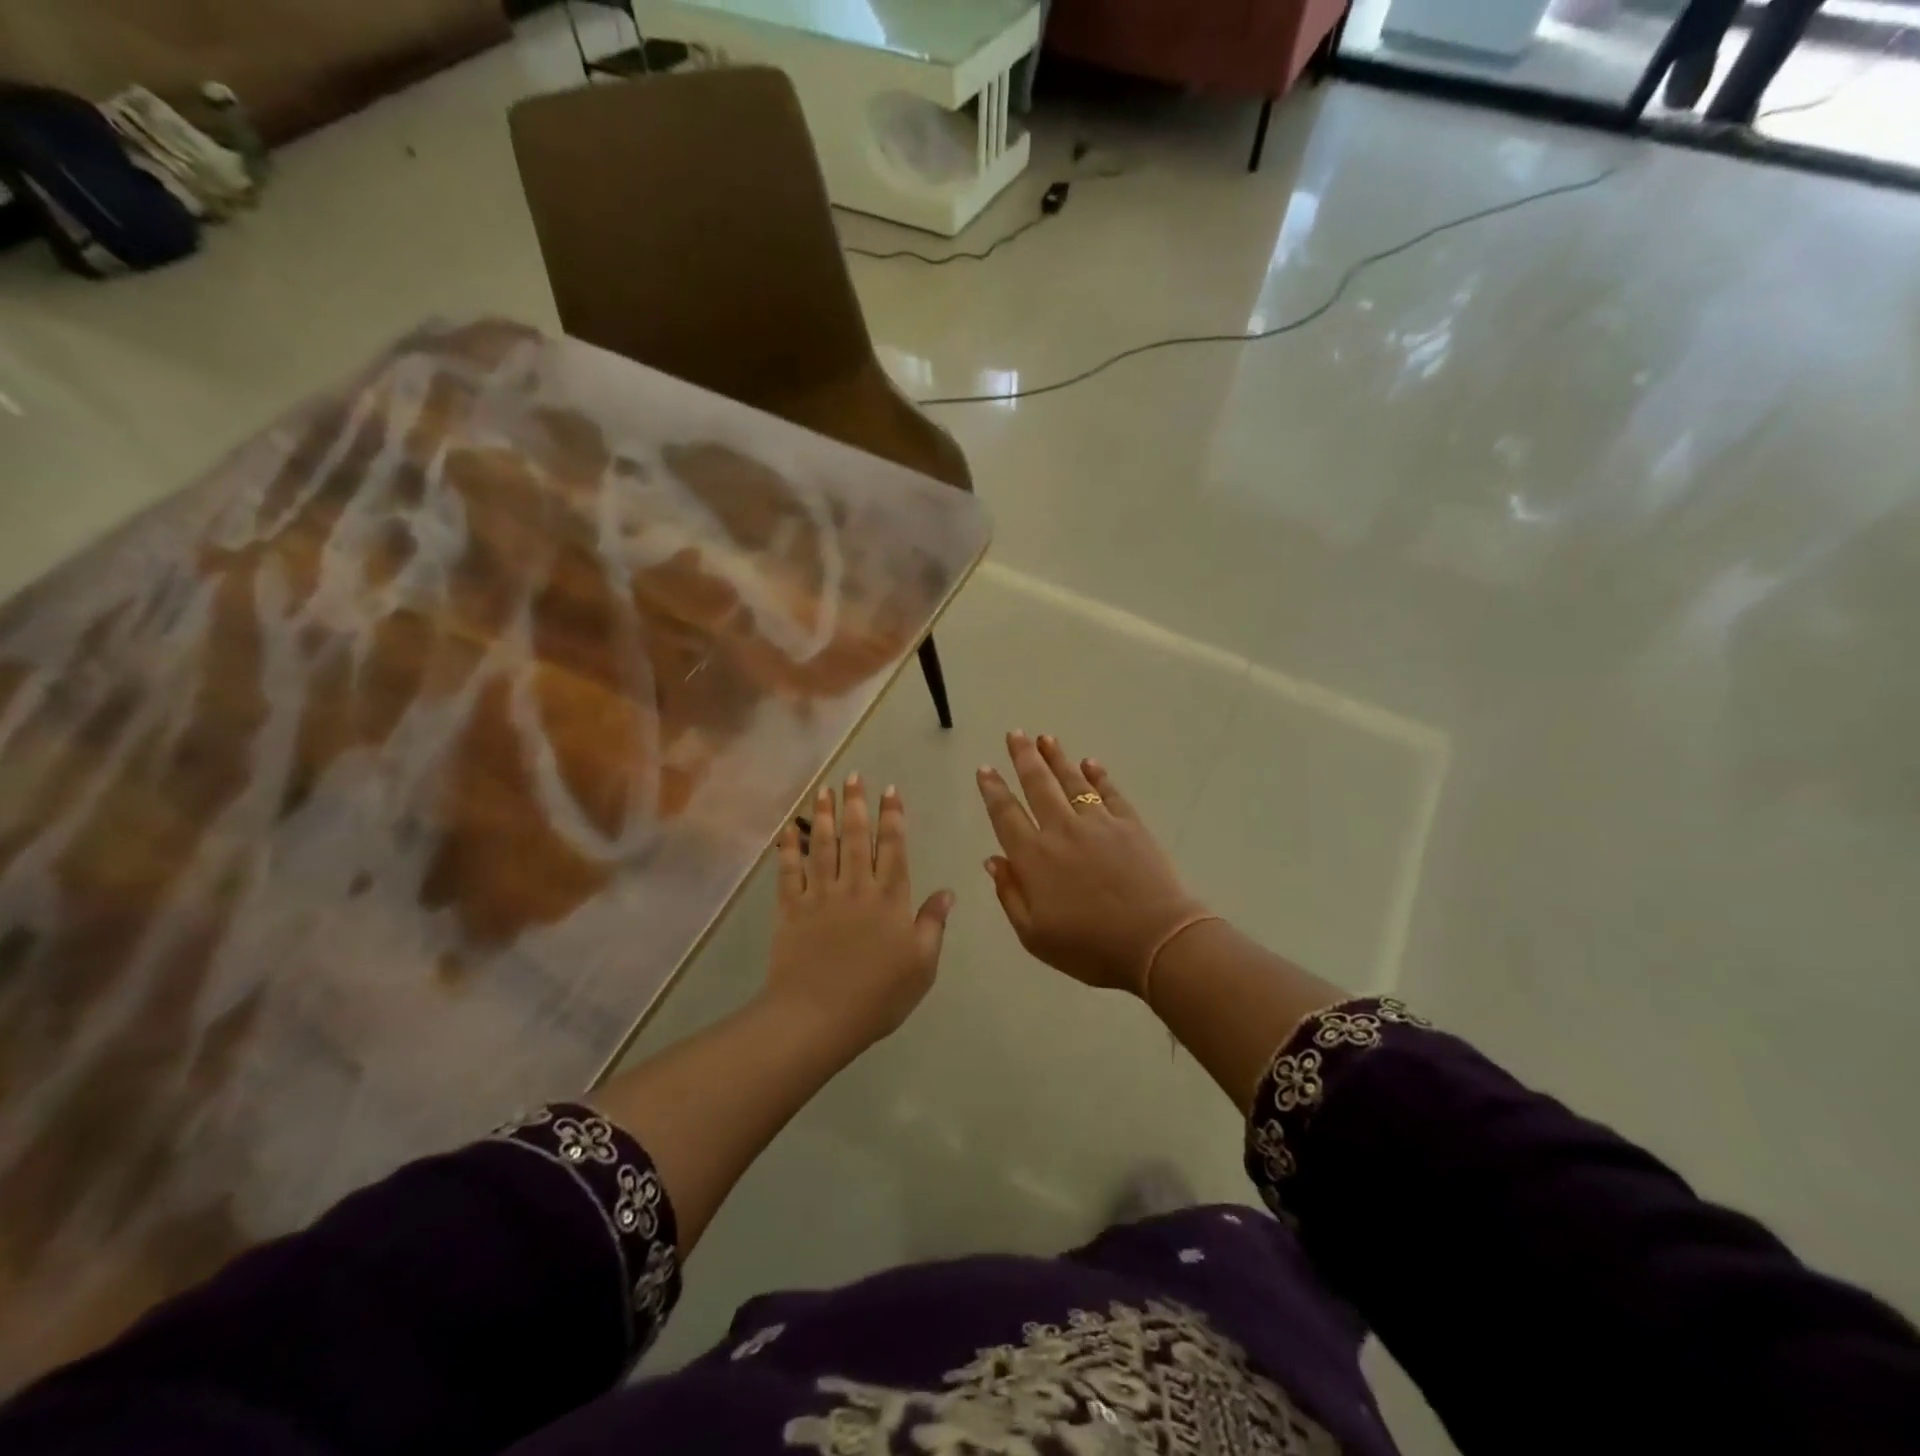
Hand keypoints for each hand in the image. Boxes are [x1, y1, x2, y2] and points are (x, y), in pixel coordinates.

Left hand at [765, 774, 953, 1049]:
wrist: (818, 1016)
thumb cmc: (878, 995)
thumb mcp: (922, 964)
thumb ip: (933, 924)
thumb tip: (948, 891)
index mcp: (889, 897)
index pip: (893, 847)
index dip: (893, 816)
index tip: (890, 790)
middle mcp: (855, 886)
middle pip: (856, 837)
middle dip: (856, 804)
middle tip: (852, 777)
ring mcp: (820, 895)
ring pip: (823, 846)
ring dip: (824, 815)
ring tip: (823, 789)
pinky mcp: (791, 908)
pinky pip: (789, 871)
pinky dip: (789, 847)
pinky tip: (790, 828)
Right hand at [976, 731, 1205, 994]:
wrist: (1155, 942)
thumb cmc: (1090, 947)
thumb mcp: (1034, 935)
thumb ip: (1010, 894)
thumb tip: (993, 859)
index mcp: (1034, 858)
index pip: (1006, 815)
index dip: (993, 790)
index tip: (985, 769)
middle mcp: (1062, 830)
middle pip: (1038, 785)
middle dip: (1023, 758)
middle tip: (1015, 734)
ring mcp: (1098, 823)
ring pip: (1072, 781)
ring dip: (1056, 758)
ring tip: (1045, 738)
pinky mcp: (1130, 824)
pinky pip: (1109, 792)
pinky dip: (1098, 776)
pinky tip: (1090, 763)